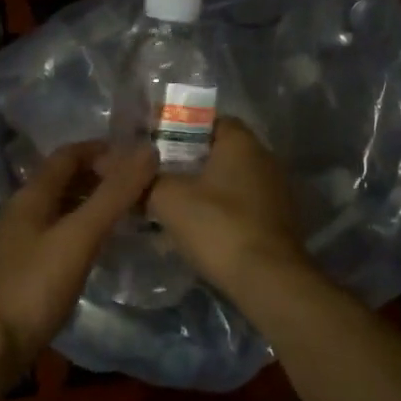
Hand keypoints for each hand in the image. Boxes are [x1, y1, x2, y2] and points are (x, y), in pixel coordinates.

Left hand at [0, 141, 156, 381]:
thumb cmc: (33, 287)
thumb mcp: (79, 237)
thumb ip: (113, 195)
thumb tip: (148, 150)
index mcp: (31, 196)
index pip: (68, 155)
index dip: (102, 149)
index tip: (138, 156)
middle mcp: (21, 214)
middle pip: (64, 181)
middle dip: (100, 177)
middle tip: (140, 185)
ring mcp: (19, 245)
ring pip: (61, 211)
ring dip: (93, 206)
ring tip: (129, 215)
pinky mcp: (22, 274)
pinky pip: (58, 238)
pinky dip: (83, 233)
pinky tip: (100, 251)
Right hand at [146, 117, 311, 302]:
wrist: (269, 280)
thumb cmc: (219, 227)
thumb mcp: (170, 199)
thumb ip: (146, 180)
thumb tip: (123, 169)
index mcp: (242, 141)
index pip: (207, 120)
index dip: (177, 130)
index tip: (152, 148)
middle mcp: (264, 158)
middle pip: (217, 152)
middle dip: (186, 164)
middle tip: (154, 179)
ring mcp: (275, 190)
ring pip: (228, 181)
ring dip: (201, 192)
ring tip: (168, 208)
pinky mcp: (277, 220)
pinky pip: (240, 206)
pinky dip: (218, 213)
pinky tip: (195, 231)